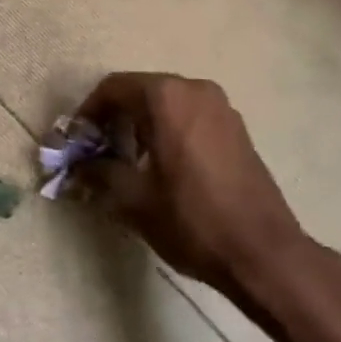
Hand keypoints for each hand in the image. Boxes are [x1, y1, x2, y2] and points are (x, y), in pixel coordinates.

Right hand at [72, 73, 309, 296]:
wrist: (264, 253)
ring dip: (142, 125)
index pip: (113, 88)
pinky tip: (164, 166)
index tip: (76, 141)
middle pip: (141, 91)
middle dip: (115, 118)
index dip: (88, 112)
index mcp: (166, 97)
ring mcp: (221, 107)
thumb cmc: (192, 220)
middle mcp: (194, 89)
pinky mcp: (237, 128)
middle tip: (98, 153)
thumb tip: (78, 166)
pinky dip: (169, 130)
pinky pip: (190, 116)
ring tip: (129, 163)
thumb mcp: (134, 199)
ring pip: (167, 104)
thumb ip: (99, 172)